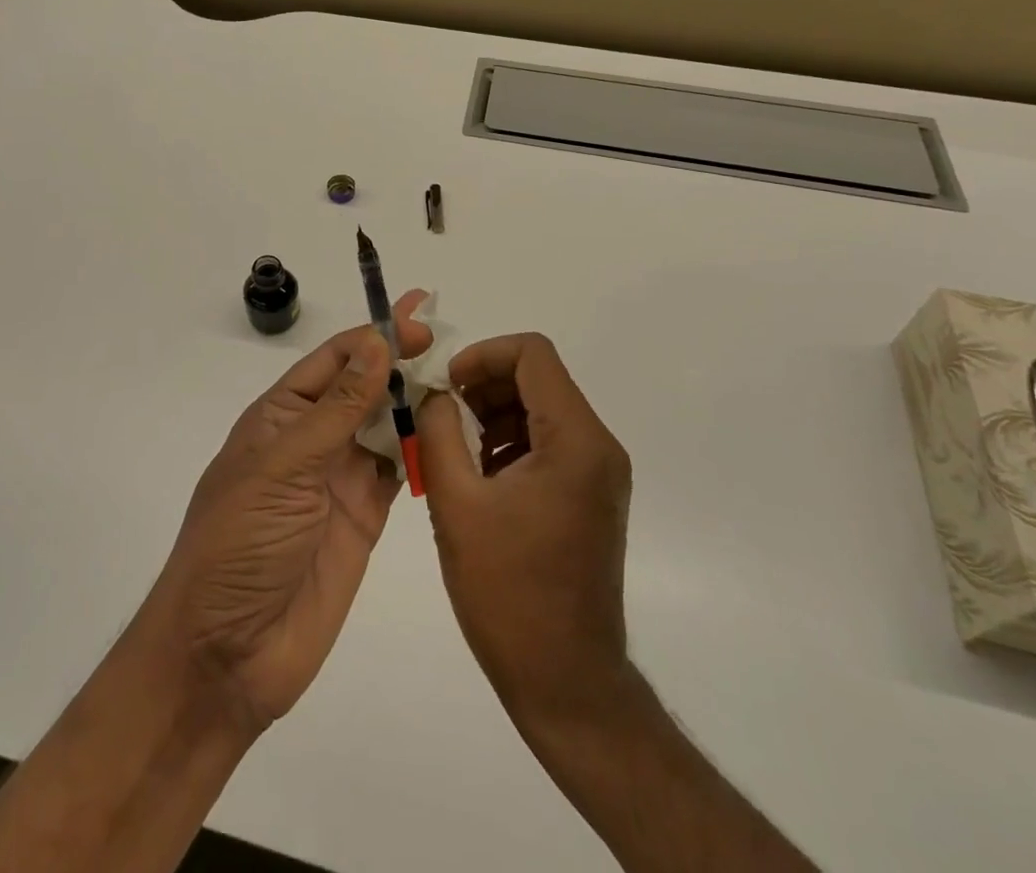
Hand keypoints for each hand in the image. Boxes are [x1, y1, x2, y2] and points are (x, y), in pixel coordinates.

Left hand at [145, 292, 431, 732]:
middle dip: (399, 360)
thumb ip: (337, 409)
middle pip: (363, 386)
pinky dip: (420, 449)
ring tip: (458, 379)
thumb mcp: (284, 467)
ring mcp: (339, 478)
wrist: (226, 656)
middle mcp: (312, 439)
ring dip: (415, 401)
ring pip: (384, 424)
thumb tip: (376, 343)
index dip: (374, 336)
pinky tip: (449, 431)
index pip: (334, 360)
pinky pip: (397, 470)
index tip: (417, 318)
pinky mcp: (364, 517)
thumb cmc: (240, 544)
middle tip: (447, 341)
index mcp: (281, 416)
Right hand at [417, 333, 632, 726]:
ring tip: (452, 451)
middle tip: (441, 417)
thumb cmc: (508, 593)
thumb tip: (436, 394)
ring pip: (540, 409)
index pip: (533, 354)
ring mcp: (599, 473)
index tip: (446, 385)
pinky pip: (548, 443)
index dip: (483, 354)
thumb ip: (439, 432)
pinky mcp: (591, 496)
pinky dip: (509, 443)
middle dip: (483, 386)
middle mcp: (598, 446)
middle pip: (538, 378)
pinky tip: (477, 479)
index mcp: (575, 440)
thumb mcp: (457, 504)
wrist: (566, 683)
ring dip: (492, 416)